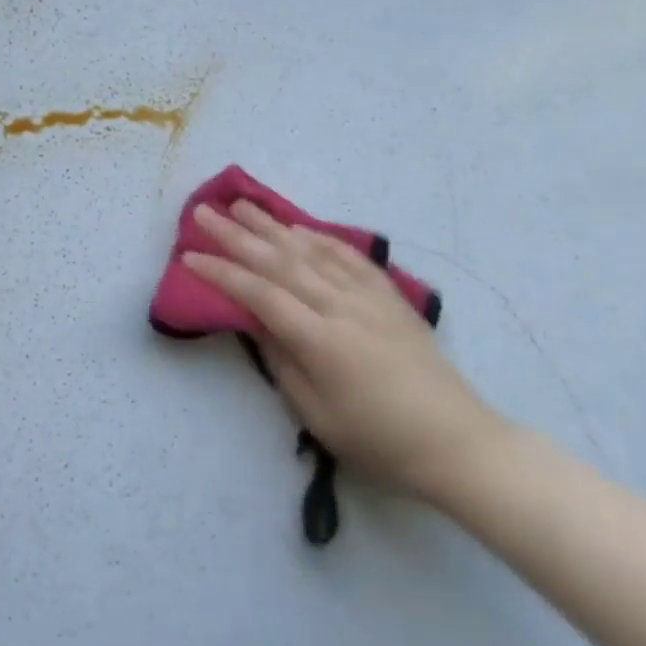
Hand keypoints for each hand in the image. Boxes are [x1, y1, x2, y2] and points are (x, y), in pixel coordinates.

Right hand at [184, 200, 506, 502]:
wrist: (456, 440)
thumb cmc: (378, 439)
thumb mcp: (317, 414)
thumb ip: (282, 362)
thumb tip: (256, 323)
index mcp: (320, 340)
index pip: (259, 295)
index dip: (222, 273)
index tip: (190, 256)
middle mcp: (341, 307)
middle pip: (280, 261)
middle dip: (237, 235)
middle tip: (204, 212)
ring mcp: (369, 297)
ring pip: (312, 251)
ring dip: (273, 226)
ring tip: (242, 205)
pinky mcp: (390, 296)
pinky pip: (349, 257)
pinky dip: (321, 238)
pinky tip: (301, 228)